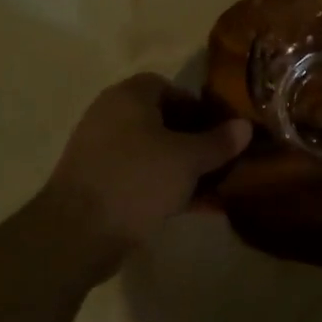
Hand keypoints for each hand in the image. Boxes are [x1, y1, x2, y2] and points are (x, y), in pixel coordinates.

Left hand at [45, 74, 252, 264]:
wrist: (76, 234)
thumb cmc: (137, 180)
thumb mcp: (187, 160)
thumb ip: (218, 142)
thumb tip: (245, 126)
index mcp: (129, 97)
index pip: (169, 87)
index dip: (197, 106)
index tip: (220, 130)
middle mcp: (111, 116)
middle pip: (162, 121)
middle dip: (194, 141)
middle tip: (221, 160)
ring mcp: (101, 152)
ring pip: (153, 153)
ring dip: (183, 168)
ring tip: (213, 187)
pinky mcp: (98, 185)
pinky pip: (140, 177)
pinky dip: (165, 187)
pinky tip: (193, 207)